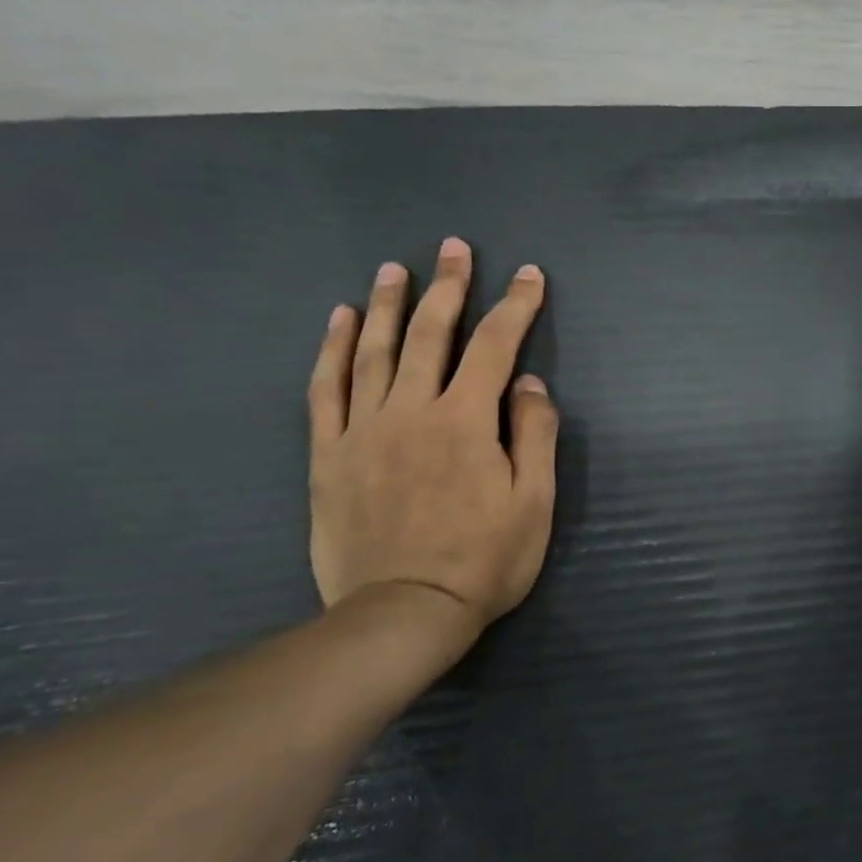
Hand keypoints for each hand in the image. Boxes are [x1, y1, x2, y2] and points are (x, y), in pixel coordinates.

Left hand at [307, 239, 558, 638]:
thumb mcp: (535, 502)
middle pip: (429, 334)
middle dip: (447, 287)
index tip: (528, 275)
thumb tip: (528, 382)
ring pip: (373, 350)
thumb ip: (536, 434)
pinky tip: (338, 321)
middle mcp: (412, 411)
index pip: (496, 346)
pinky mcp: (329, 454)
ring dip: (385, 303)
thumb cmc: (485, 560)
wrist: (403, 613)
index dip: (515, 306)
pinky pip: (325, 389)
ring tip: (393, 268)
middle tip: (453, 248)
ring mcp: (363, 430)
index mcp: (466, 421)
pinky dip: (332, 349)